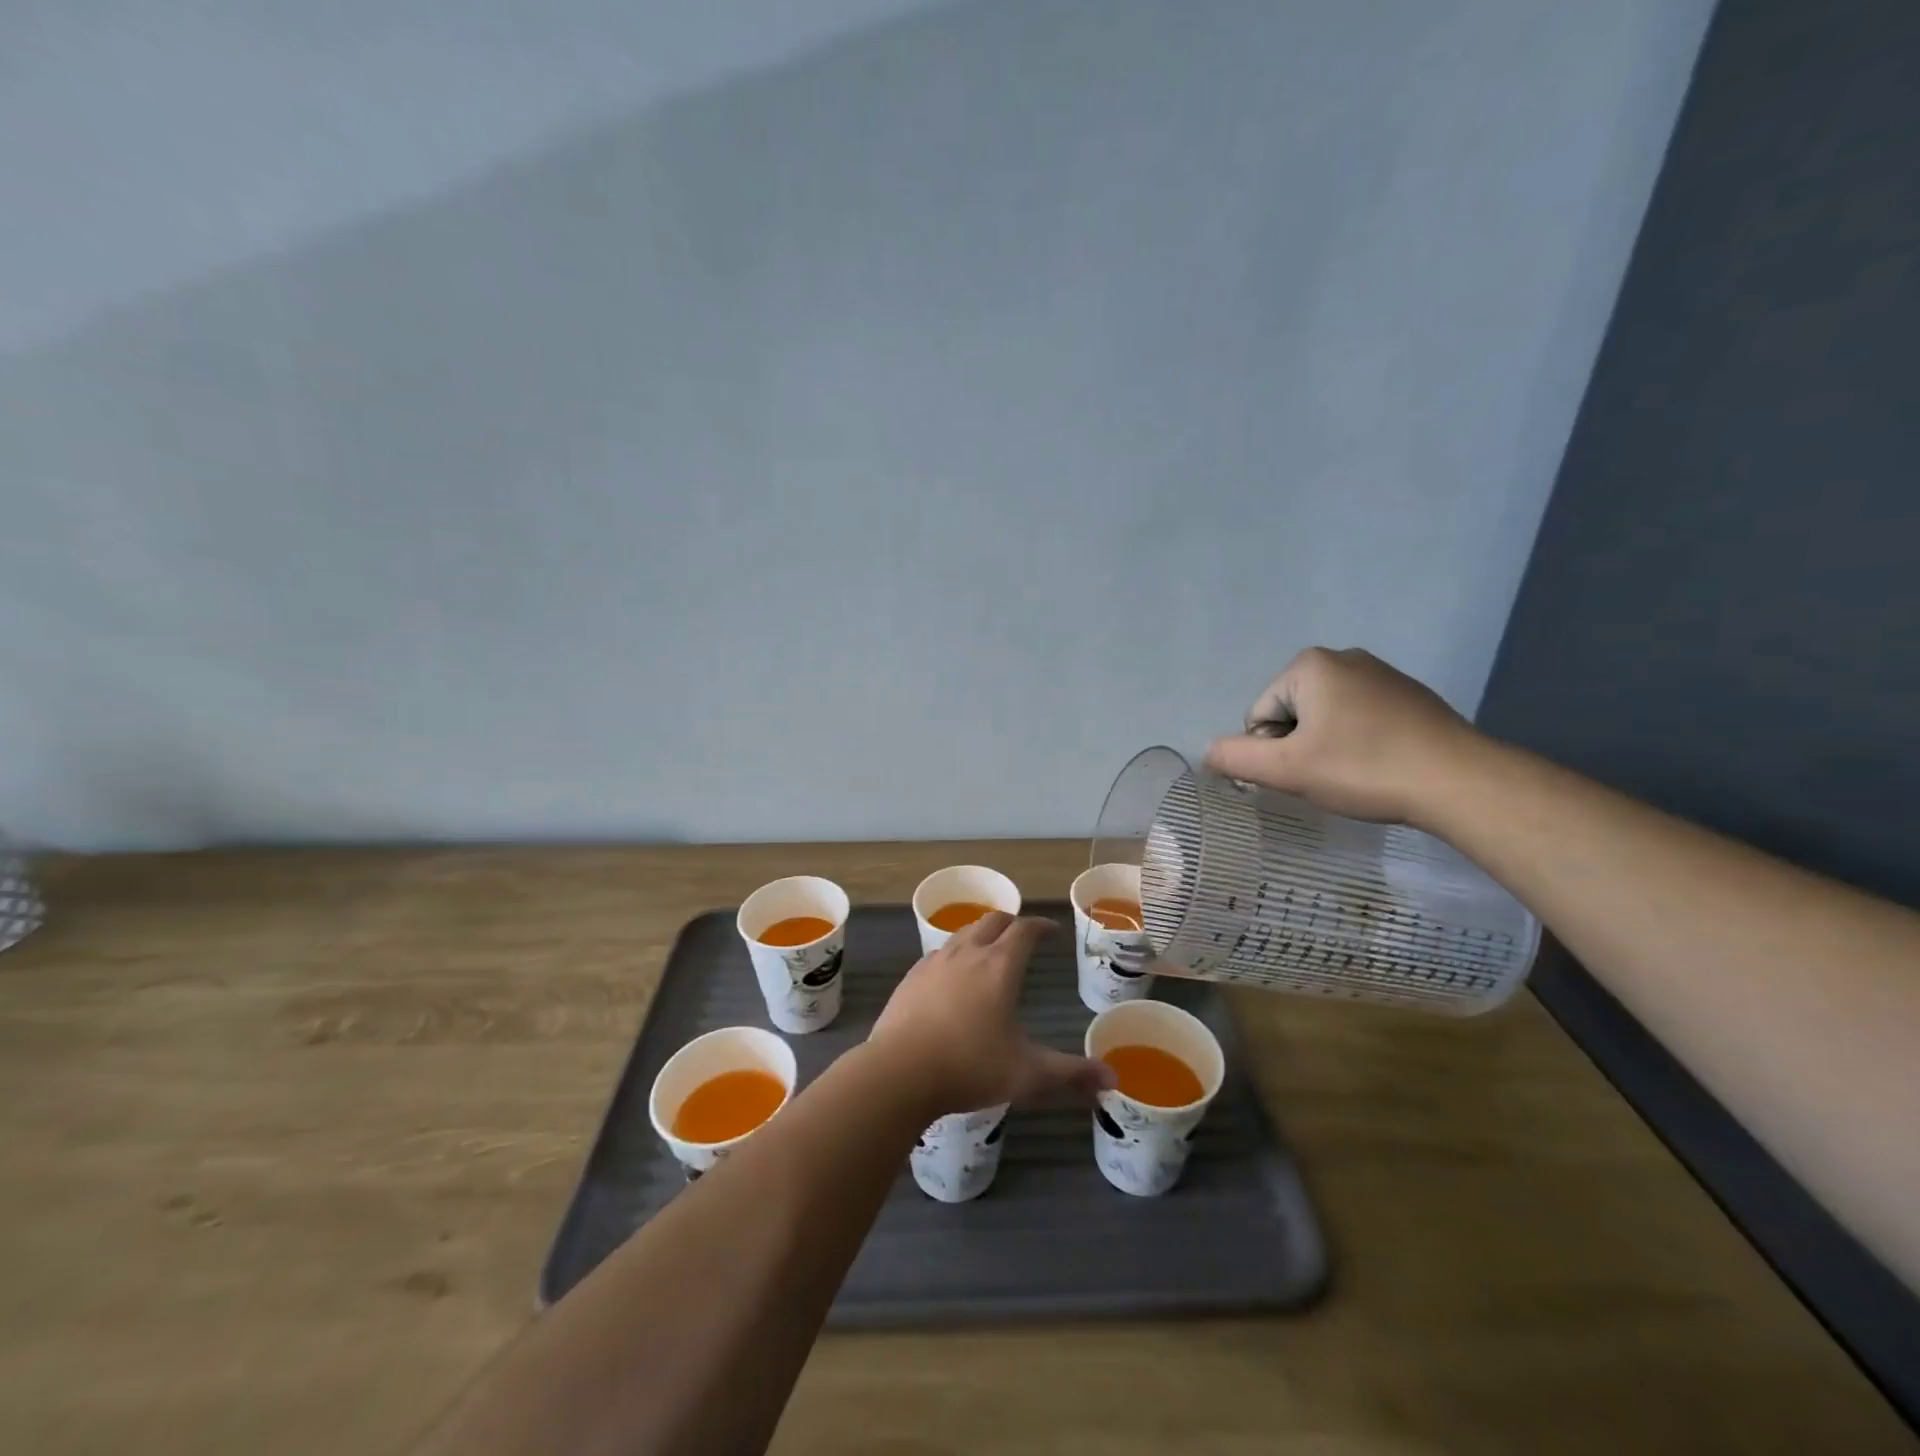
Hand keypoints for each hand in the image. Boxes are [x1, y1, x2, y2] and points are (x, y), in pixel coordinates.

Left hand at [869, 913, 1113, 1115]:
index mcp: (999, 967)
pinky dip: (954, 954)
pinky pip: (939, 953)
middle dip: (1011, 923)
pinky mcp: (911, 977)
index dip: (1040, 926)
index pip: (1024, 930)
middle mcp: (967, 954)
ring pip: (963, 933)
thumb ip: (1070, 1075)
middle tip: (1022, 934)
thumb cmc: (969, 1067)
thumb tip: (1112, 1078)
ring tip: (989, 950)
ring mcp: (935, 962)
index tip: (1051, 930)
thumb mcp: (1027, 1075)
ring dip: (981, 934)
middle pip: (992, 921)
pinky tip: (952, 975)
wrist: (898, 1072)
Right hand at [1204, 647, 1483, 826]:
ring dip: (1326, 747)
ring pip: (1324, 719)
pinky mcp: (1408, 695)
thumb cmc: (1363, 768)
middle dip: (1299, 747)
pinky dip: (1358, 743)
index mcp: (1309, 665)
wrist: (1459, 781)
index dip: (1271, 752)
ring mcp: (1381, 674)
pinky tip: (1380, 765)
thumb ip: (1236, 758)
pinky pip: (1359, 719)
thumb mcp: (1286, 769)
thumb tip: (1208, 753)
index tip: (1304, 773)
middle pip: (1290, 714)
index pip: (1259, 716)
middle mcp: (1343, 657)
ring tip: (1356, 773)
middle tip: (1327, 776)